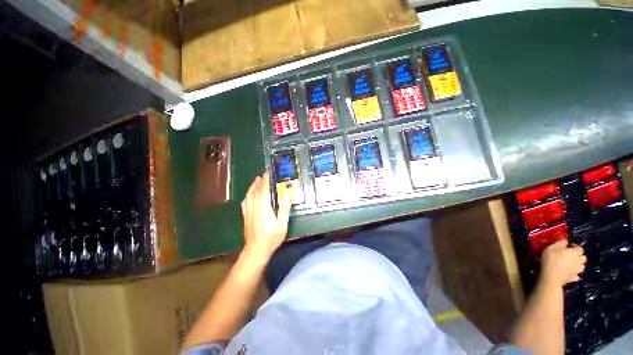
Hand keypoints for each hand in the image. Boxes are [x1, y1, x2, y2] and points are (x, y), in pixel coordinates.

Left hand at [241, 173, 292, 259]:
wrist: (256, 250)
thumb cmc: (272, 237)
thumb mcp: (282, 223)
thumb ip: (285, 207)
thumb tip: (288, 193)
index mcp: (263, 207)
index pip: (264, 190)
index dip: (266, 181)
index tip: (268, 174)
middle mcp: (254, 206)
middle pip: (255, 190)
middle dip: (259, 181)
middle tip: (264, 175)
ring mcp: (248, 211)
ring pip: (249, 195)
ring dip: (253, 186)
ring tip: (257, 180)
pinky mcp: (245, 216)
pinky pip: (245, 201)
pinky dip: (248, 195)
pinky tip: (249, 194)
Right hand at [540, 241, 586, 287]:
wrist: (551, 277)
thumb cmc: (551, 260)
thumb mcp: (552, 248)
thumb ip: (560, 243)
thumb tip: (565, 241)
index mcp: (575, 253)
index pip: (580, 248)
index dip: (575, 246)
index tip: (567, 247)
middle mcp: (579, 261)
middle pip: (583, 258)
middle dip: (579, 256)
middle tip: (570, 256)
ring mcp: (577, 271)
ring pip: (582, 267)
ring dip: (578, 265)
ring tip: (570, 264)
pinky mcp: (573, 278)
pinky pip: (576, 275)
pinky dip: (574, 274)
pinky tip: (569, 273)